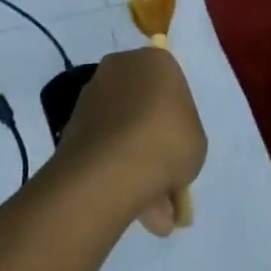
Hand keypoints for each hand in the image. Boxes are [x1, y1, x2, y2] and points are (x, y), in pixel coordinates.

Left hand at [53, 47, 205, 236]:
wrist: (112, 168)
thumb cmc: (167, 142)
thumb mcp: (197, 141)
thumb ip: (184, 136)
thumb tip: (166, 149)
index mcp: (156, 60)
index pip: (172, 83)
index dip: (178, 117)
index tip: (180, 144)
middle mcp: (122, 66)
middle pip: (143, 104)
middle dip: (153, 139)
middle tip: (166, 178)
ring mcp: (93, 93)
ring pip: (122, 128)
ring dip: (135, 161)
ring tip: (152, 210)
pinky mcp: (72, 122)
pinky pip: (103, 145)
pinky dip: (114, 169)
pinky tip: (130, 204)